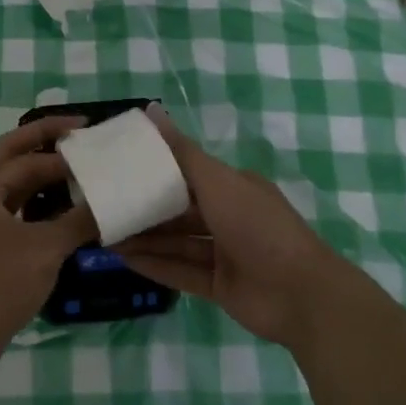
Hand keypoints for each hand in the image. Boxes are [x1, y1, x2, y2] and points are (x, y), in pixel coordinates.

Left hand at [0, 117, 97, 373]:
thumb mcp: (44, 250)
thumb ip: (78, 221)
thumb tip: (112, 202)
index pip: (29, 158)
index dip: (63, 153)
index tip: (96, 148)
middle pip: (14, 157)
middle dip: (46, 142)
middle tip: (81, 131)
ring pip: (14, 185)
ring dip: (43, 175)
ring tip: (78, 169)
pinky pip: (14, 210)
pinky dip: (38, 204)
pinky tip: (63, 210)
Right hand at [115, 106, 352, 348]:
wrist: (301, 295)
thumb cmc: (257, 226)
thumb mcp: (217, 182)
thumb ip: (181, 151)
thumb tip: (150, 109)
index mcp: (234, 187)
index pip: (188, 173)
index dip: (156, 170)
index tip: (121, 168)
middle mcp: (229, 217)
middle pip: (179, 210)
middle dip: (145, 209)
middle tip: (105, 205)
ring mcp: (225, 254)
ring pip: (177, 242)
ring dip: (145, 239)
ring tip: (106, 235)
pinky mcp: (220, 287)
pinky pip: (182, 272)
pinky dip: (156, 266)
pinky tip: (124, 261)